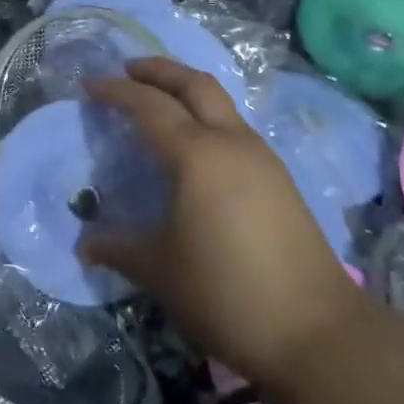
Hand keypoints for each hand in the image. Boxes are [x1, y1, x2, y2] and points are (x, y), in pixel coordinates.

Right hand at [81, 58, 363, 391]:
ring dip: (186, 91)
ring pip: (221, 103)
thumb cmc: (227, 293)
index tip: (88, 84)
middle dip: (159, 70)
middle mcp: (231, 143)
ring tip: (159, 103)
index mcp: (197, 155)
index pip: (148, 106)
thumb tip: (85, 245)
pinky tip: (196, 147)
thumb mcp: (160, 271)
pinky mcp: (280, 179)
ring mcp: (262, 158)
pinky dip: (207, 118)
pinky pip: (235, 128)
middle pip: (194, 84)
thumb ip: (118, 249)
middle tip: (128, 69)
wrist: (319, 334)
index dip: (116, 91)